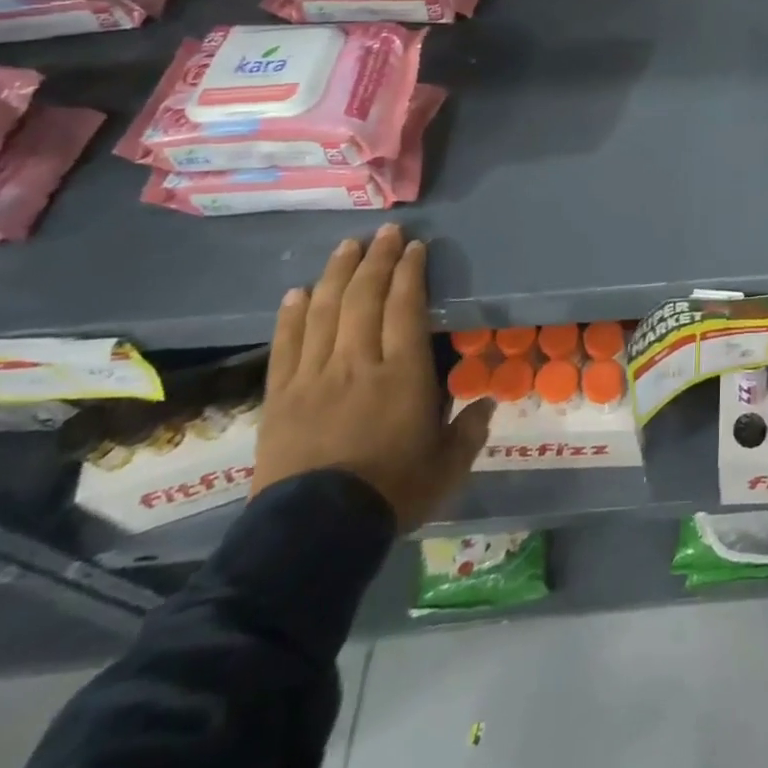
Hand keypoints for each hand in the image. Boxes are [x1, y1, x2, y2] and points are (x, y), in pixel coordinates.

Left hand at [256, 224, 492, 530]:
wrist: (313, 535)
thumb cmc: (391, 494)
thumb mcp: (447, 466)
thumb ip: (469, 431)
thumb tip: (486, 403)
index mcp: (402, 374)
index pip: (406, 307)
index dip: (410, 272)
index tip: (415, 247)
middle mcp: (358, 363)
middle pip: (364, 297)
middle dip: (377, 259)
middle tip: (386, 232)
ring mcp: (314, 377)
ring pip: (324, 311)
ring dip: (337, 274)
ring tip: (347, 246)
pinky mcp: (281, 396)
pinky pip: (286, 345)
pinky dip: (292, 314)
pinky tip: (298, 292)